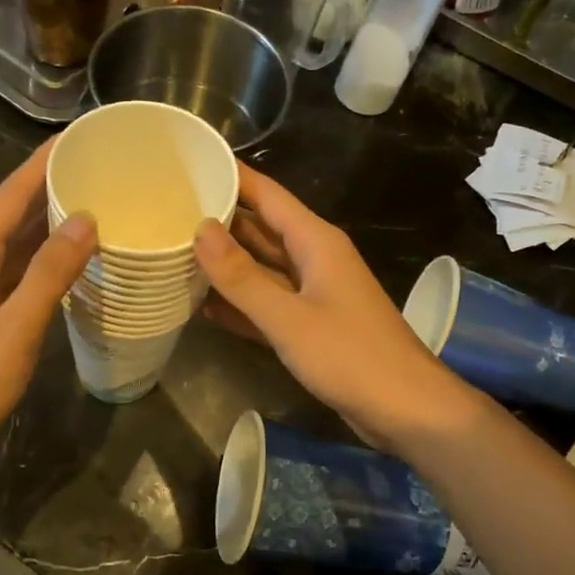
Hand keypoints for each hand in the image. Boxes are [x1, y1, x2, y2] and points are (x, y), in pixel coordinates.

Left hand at [0, 141, 95, 487]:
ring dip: (47, 224)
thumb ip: (49, 274)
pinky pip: (12, 272)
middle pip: (11, 214)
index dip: (42, 163)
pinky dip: (40, 260)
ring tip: (92, 204)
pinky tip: (67, 264)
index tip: (78, 135)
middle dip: (50, 187)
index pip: (10, 195)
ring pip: (12, 244)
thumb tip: (84, 220)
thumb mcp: (14, 329)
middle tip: (98, 167)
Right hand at [194, 164, 479, 451]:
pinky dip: (238, 303)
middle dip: (219, 219)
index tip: (191, 164)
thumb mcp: (288, 317)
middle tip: (167, 210)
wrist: (406, 410)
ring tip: (174, 251)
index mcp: (315, 241)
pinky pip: (265, 303)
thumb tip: (200, 229)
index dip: (232, 176)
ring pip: (260, 267)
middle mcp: (313, 259)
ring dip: (224, 263)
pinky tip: (201, 305)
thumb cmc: (351, 356)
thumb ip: (242, 276)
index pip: (267, 194)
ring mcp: (312, 293)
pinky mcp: (309, 325)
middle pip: (260, 228)